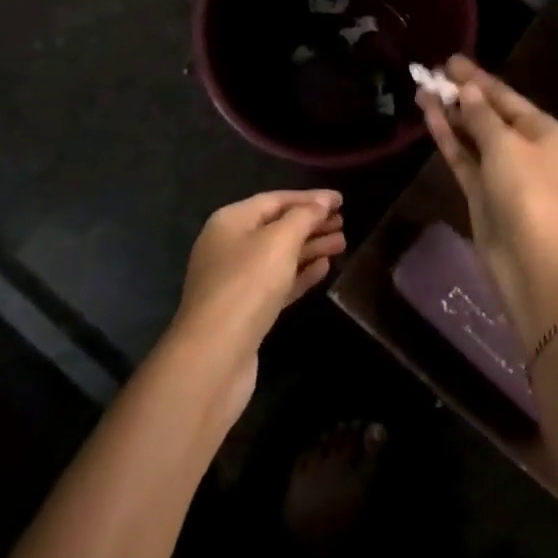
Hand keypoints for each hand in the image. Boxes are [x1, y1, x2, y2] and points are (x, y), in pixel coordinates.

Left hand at [168, 189, 345, 425]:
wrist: (213, 359)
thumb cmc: (247, 285)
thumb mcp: (280, 241)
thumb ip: (304, 216)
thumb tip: (323, 201)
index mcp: (231, 221)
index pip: (276, 200)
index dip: (310, 198)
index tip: (341, 200)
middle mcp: (230, 246)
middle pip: (278, 227)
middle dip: (311, 223)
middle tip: (344, 222)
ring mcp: (236, 281)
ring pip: (280, 256)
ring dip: (311, 248)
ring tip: (342, 244)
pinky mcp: (246, 312)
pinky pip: (278, 283)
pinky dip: (301, 274)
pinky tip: (324, 269)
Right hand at [418, 57, 557, 335]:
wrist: (533, 261)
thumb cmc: (527, 192)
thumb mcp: (505, 145)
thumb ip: (481, 115)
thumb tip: (466, 88)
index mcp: (539, 129)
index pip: (503, 95)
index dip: (475, 77)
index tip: (449, 60)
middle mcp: (522, 145)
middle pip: (486, 112)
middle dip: (459, 93)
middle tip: (428, 74)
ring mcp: (501, 170)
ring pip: (471, 134)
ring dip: (449, 113)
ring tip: (421, 90)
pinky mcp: (482, 192)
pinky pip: (463, 157)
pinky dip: (448, 138)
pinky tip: (429, 117)